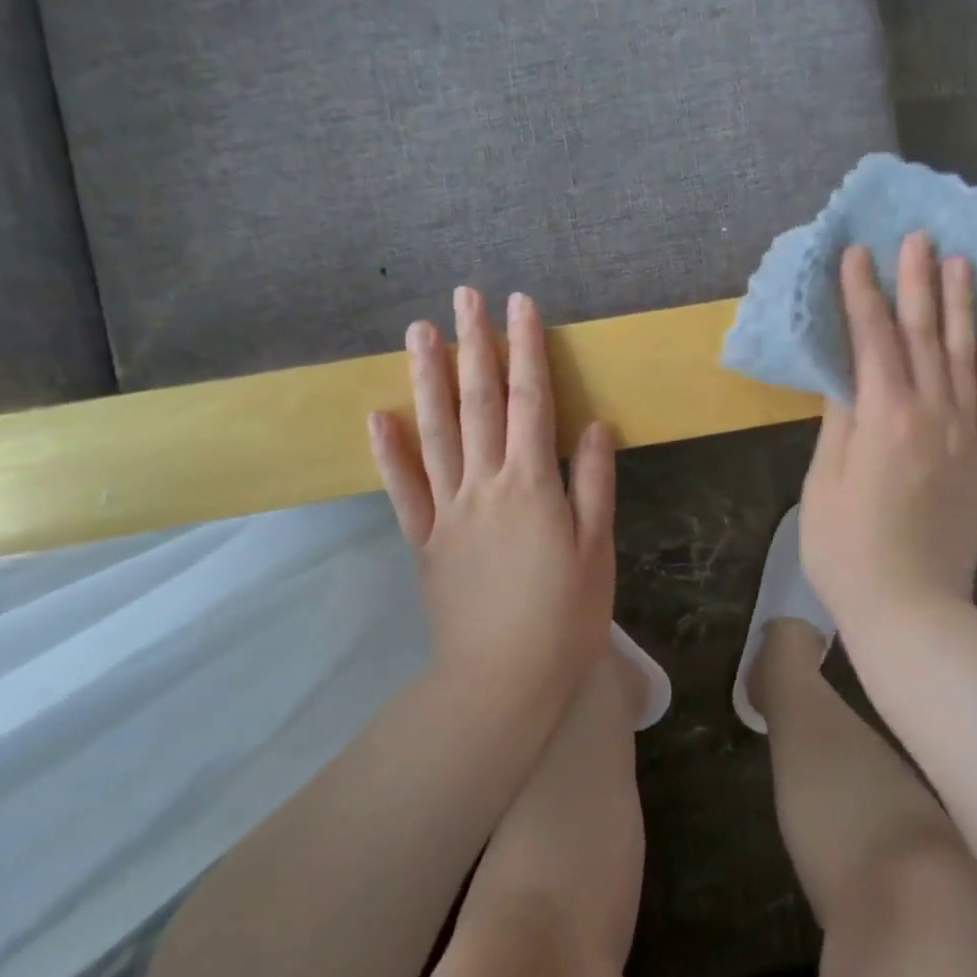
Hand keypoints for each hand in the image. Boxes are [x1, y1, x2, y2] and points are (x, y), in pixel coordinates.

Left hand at [368, 287, 615, 707]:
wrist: (503, 680)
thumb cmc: (565, 615)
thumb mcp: (597, 548)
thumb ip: (591, 483)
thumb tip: (590, 424)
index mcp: (531, 484)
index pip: (529, 400)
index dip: (526, 349)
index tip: (519, 304)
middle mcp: (485, 484)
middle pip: (477, 402)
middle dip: (474, 344)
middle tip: (464, 296)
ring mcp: (448, 510)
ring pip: (435, 432)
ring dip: (427, 378)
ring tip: (419, 332)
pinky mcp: (425, 539)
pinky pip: (404, 489)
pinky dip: (390, 451)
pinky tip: (379, 416)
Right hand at [800, 234, 976, 630]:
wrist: (913, 611)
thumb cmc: (849, 551)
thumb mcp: (826, 483)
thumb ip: (841, 422)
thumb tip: (848, 373)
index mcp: (887, 418)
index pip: (874, 339)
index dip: (863, 294)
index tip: (857, 253)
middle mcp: (933, 415)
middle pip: (926, 335)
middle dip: (918, 283)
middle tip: (919, 236)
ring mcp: (964, 435)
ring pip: (965, 357)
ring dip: (961, 308)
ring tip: (961, 265)